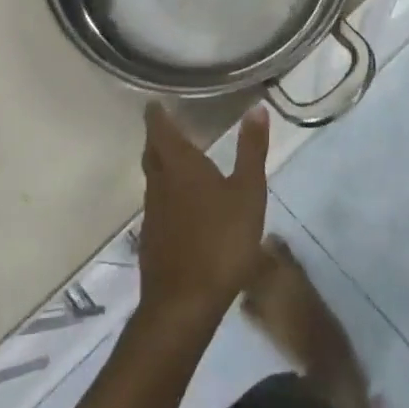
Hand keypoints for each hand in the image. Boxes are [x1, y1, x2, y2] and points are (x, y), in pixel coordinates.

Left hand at [136, 102, 268, 331]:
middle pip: (152, 153)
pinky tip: (181, 204)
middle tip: (165, 125)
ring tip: (176, 158)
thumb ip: (251, 150)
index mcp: (180, 166)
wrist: (184, 304)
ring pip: (153, 179)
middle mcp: (160, 184)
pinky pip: (157, 204)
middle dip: (157, 137)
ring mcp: (153, 214)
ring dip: (160, 164)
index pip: (160, 130)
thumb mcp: (248, 192)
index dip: (156, 115)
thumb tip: (256, 108)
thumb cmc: (221, 240)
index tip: (154, 102)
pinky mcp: (152, 240)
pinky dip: (166, 192)